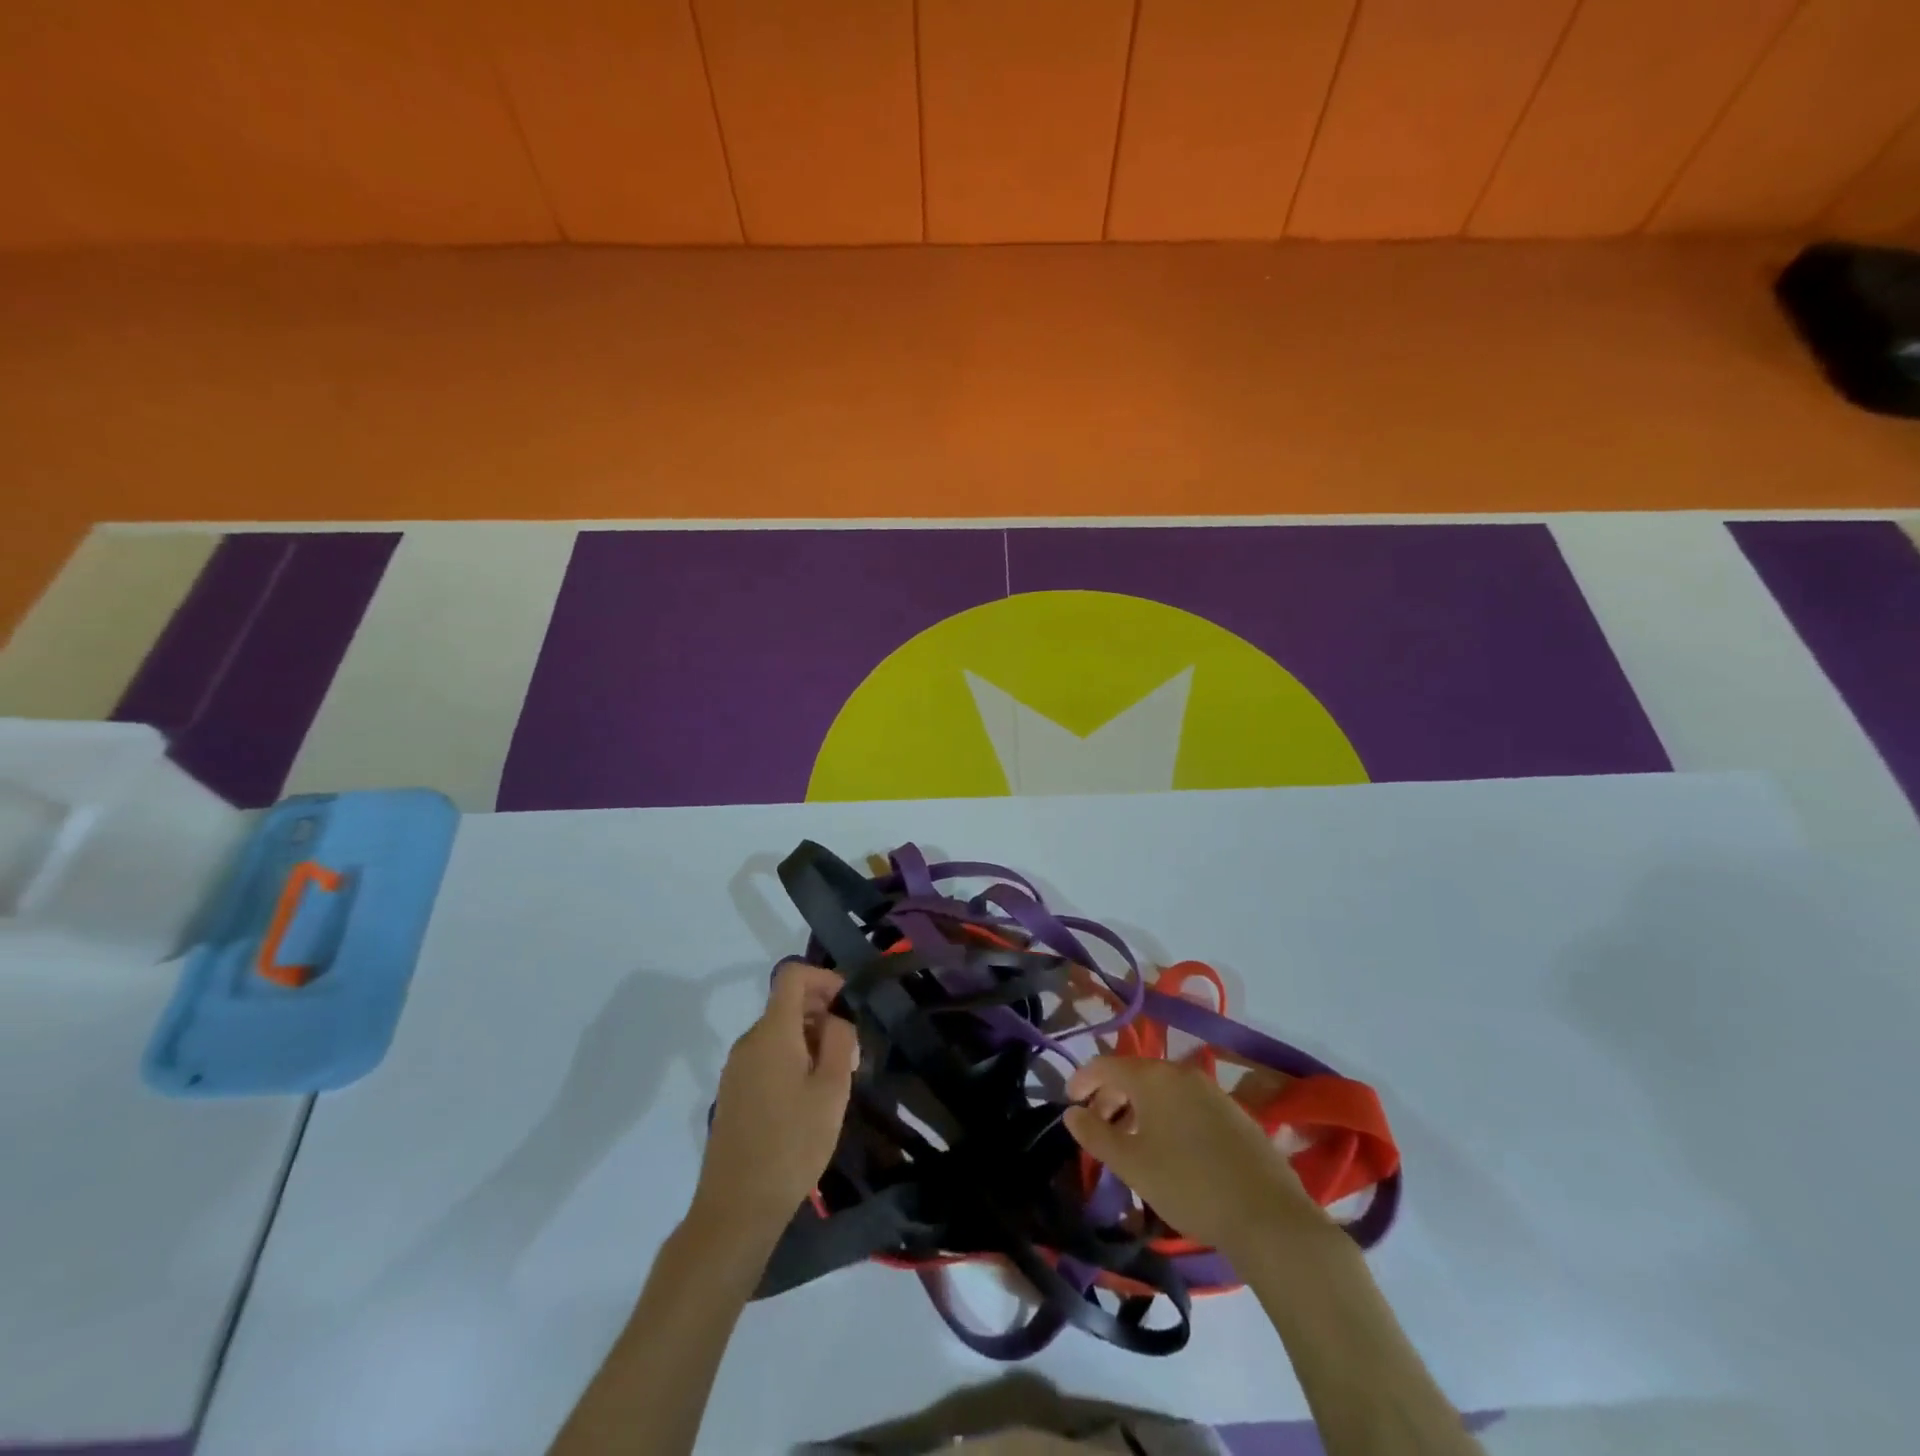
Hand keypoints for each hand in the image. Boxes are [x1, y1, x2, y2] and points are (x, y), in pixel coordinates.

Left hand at [693, 961, 857, 1244]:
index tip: (849, 1003)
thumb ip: (841, 1042)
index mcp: (772, 1032)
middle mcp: (749, 1041)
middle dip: (823, 1014)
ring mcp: (736, 1067)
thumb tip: (837, 1020)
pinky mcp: (733, 1092)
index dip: (824, 978)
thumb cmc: (792, 1144)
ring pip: (778, 1032)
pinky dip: (791, 1059)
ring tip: (834, 1079)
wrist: (736, 1208)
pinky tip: (808, 1098)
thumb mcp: (832, 1090)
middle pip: (787, 1004)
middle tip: (852, 1052)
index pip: (792, 975)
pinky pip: (766, 1057)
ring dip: (809, 1040)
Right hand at [1065, 1055, 1324, 1255]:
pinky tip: (1169, 1148)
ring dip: (1138, 1107)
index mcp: (1153, 1077)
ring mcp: (1211, 1090)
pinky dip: (1166, 1115)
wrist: (1267, 1215)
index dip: (1082, 1080)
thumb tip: (1071, 1113)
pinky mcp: (1234, 1112)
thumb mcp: (1132, 1164)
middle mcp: (1181, 1072)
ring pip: (1162, 1089)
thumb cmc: (1188, 1185)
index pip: (1105, 1064)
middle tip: (1097, 1127)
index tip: (1069, 1104)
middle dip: (1110, 1096)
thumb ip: (1096, 1134)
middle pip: (1135, 1074)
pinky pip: (1186, 1102)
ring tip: (1130, 1141)